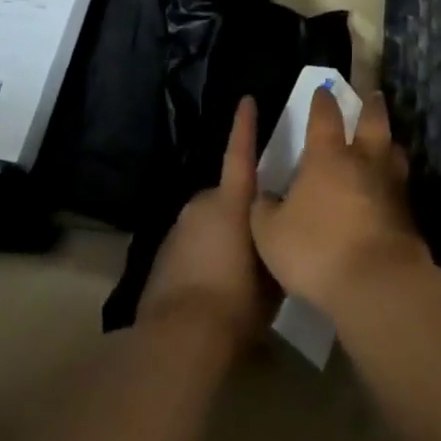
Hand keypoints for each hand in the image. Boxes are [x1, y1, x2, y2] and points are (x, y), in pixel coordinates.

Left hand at [139, 96, 275, 348]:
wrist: (179, 340)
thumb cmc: (236, 302)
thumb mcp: (272, 274)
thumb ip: (274, 242)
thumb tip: (278, 230)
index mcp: (231, 202)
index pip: (240, 153)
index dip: (244, 126)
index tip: (246, 100)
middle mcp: (201, 205)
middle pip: (226, 197)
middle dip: (239, 211)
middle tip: (256, 241)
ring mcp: (177, 230)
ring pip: (207, 223)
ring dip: (220, 237)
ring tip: (235, 274)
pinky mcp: (162, 256)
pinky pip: (191, 246)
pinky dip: (202, 257)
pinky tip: (212, 289)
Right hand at [250, 86, 429, 314]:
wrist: (377, 283)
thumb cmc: (317, 250)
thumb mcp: (270, 234)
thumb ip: (265, 210)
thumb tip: (265, 197)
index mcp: (328, 155)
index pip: (326, 115)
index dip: (323, 100)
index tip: (323, 90)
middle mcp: (363, 159)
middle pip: (372, 121)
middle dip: (370, 105)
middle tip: (371, 95)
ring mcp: (390, 184)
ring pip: (393, 150)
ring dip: (388, 141)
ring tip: (386, 140)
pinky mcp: (407, 212)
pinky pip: (400, 184)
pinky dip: (394, 179)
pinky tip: (389, 187)